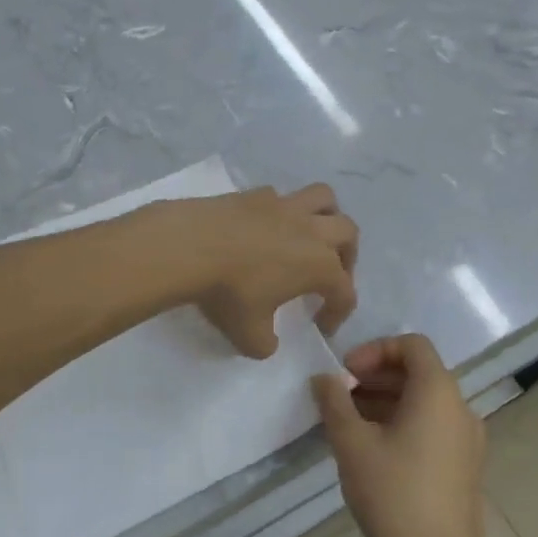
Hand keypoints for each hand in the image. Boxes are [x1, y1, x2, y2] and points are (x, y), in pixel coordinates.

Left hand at [158, 184, 357, 357]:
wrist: (189, 246)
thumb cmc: (228, 292)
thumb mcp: (249, 335)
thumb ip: (266, 343)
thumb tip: (268, 341)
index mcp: (319, 265)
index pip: (344, 292)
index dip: (338, 313)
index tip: (321, 327)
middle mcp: (310, 230)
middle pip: (347, 233)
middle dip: (347, 255)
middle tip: (329, 275)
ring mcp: (283, 206)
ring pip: (323, 198)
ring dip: (326, 216)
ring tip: (310, 236)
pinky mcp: (254, 193)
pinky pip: (281, 197)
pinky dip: (283, 211)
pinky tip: (265, 228)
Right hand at [312, 335, 491, 536]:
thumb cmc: (395, 495)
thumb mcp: (352, 444)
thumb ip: (334, 402)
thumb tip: (324, 379)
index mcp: (438, 392)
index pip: (412, 345)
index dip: (375, 350)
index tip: (345, 373)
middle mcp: (460, 408)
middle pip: (418, 372)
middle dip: (376, 376)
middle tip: (340, 396)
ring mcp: (467, 440)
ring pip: (424, 402)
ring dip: (385, 401)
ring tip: (349, 423)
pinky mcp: (464, 467)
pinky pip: (432, 427)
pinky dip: (402, 423)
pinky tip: (372, 450)